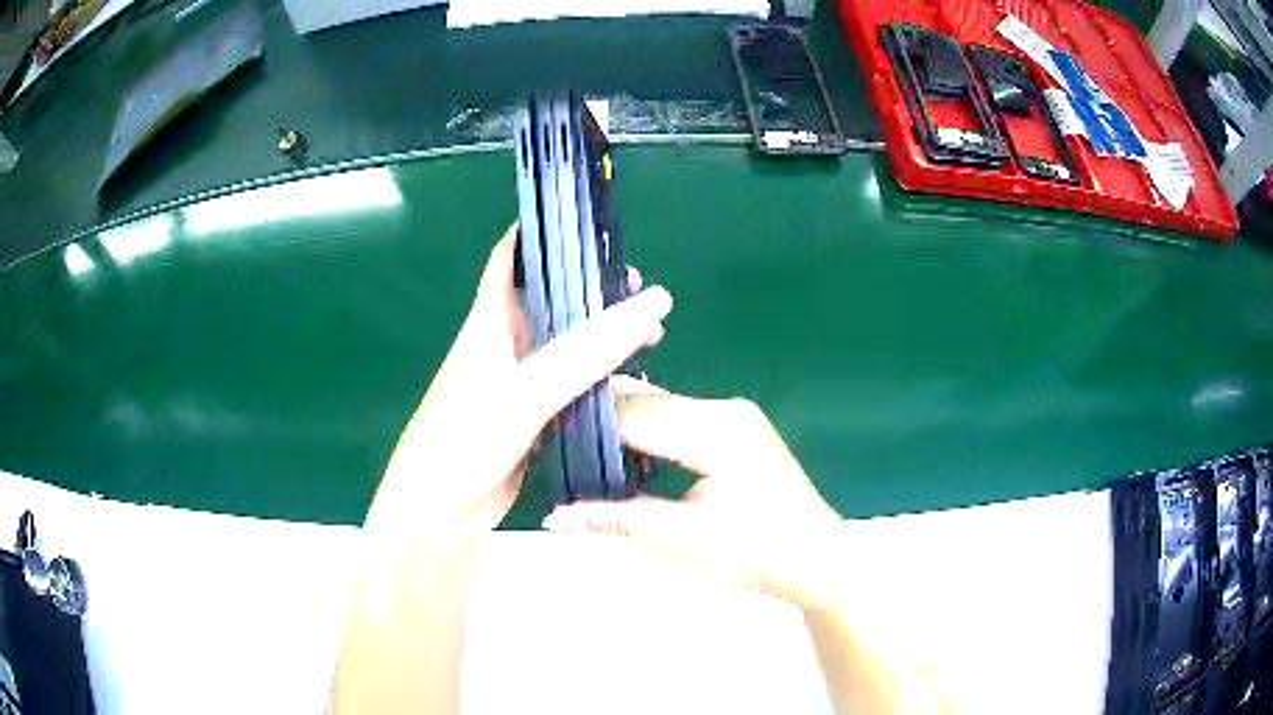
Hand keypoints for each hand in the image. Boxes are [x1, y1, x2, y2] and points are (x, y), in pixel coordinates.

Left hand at [367, 225, 671, 538]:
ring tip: (650, 334)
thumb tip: (652, 303)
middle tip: (641, 287)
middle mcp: (505, 344)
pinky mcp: (534, 416)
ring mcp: (520, 382)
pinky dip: (601, 379)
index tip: (587, 219)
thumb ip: (585, 352)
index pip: (512, 256)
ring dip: (603, 337)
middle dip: (593, 288)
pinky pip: (572, 386)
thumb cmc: (466, 439)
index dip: (542, 231)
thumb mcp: (525, 390)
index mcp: (490, 321)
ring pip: (568, 345)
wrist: (442, 511)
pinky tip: (631, 383)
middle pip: (552, 299)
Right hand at [543, 378, 843, 607]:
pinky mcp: (739, 428)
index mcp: (714, 430)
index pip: (634, 414)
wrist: (819, 560)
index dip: (588, 424)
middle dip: (603, 421)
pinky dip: (651, 431)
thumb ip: (618, 520)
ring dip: (626, 425)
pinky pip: (681, 417)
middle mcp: (724, 409)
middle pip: (647, 402)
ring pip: (663, 407)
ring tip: (584, 450)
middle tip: (557, 443)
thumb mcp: (683, 540)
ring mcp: (736, 415)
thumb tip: (556, 515)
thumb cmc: (759, 553)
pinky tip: (629, 454)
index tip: (546, 435)